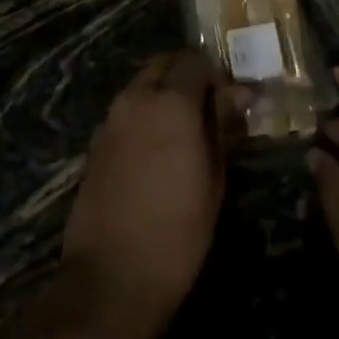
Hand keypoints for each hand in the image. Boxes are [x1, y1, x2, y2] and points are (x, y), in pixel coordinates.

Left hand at [61, 50, 244, 338]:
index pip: (196, 61)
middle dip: (188, 75)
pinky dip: (145, 112)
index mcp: (171, 102)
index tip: (232, 99)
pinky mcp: (96, 140)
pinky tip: (158, 147)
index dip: (217, 74)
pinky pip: (126, 109)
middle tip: (211, 106)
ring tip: (187, 128)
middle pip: (164, 64)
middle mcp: (136, 98)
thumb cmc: (177, 232)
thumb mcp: (214, 179)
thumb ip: (223, 126)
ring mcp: (111, 117)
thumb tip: (241, 93)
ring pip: (142, 84)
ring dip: (165, 92)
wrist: (111, 277)